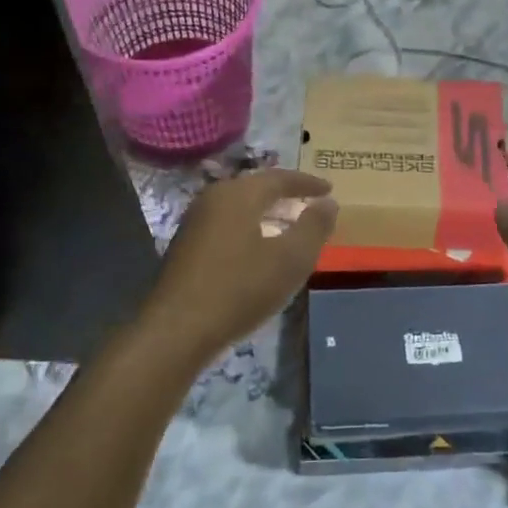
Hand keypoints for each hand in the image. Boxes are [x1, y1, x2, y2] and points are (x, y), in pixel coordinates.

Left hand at [145, 168, 337, 358]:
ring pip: (240, 208)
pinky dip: (251, 229)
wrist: (178, 329)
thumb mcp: (291, 259)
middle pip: (256, 189)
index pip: (279, 178)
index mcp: (239, 194)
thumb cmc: (241, 289)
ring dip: (267, 214)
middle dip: (286, 196)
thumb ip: (314, 227)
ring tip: (290, 229)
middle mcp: (213, 199)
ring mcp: (195, 222)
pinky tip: (260, 252)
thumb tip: (328, 202)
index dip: (307, 183)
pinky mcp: (186, 246)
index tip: (329, 189)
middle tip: (310, 206)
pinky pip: (227, 226)